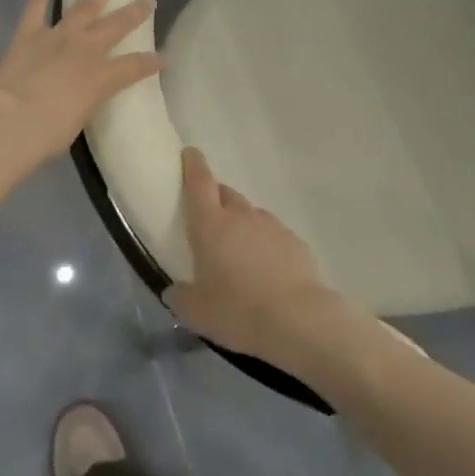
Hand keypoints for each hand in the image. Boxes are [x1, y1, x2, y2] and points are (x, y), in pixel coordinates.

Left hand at [0, 0, 161, 166]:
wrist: (12, 123)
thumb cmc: (47, 134)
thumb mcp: (79, 121)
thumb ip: (87, 102)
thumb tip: (85, 96)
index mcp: (103, 77)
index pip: (135, 67)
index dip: (151, 63)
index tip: (164, 59)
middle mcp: (87, 50)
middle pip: (117, 27)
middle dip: (135, 14)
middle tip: (149, 1)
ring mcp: (59, 36)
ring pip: (87, 5)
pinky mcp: (30, 31)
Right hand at [164, 148, 363, 378]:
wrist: (299, 321)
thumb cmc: (238, 311)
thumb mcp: (196, 312)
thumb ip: (180, 297)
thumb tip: (175, 290)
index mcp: (211, 224)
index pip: (199, 182)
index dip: (193, 165)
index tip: (190, 153)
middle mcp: (241, 216)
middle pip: (225, 194)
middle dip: (215, 199)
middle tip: (208, 220)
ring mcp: (272, 226)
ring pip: (250, 214)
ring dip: (241, 224)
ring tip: (237, 253)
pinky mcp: (296, 242)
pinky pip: (272, 234)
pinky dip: (264, 244)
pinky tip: (265, 271)